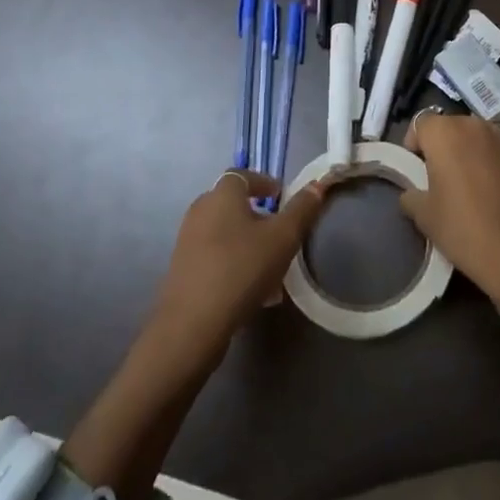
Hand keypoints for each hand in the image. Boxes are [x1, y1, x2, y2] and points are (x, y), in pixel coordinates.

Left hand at [150, 170, 326, 361]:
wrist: (192, 324)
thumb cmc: (242, 268)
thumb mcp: (283, 237)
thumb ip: (302, 210)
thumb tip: (317, 185)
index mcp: (221, 195)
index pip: (242, 175)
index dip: (263, 182)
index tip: (281, 196)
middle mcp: (200, 211)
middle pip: (232, 204)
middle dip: (258, 216)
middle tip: (279, 232)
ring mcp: (187, 241)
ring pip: (225, 233)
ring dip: (247, 243)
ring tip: (271, 267)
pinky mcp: (182, 270)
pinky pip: (215, 256)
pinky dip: (234, 263)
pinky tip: (253, 291)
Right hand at [398, 111, 499, 300]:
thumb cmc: (464, 228)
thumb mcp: (424, 216)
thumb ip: (412, 196)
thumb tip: (413, 193)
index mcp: (445, 132)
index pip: (420, 124)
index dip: (415, 145)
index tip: (416, 172)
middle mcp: (475, 125)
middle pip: (450, 127)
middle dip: (442, 147)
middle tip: (439, 179)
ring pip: (476, 138)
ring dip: (468, 153)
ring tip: (468, 186)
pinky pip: (498, 153)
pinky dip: (490, 164)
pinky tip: (493, 194)